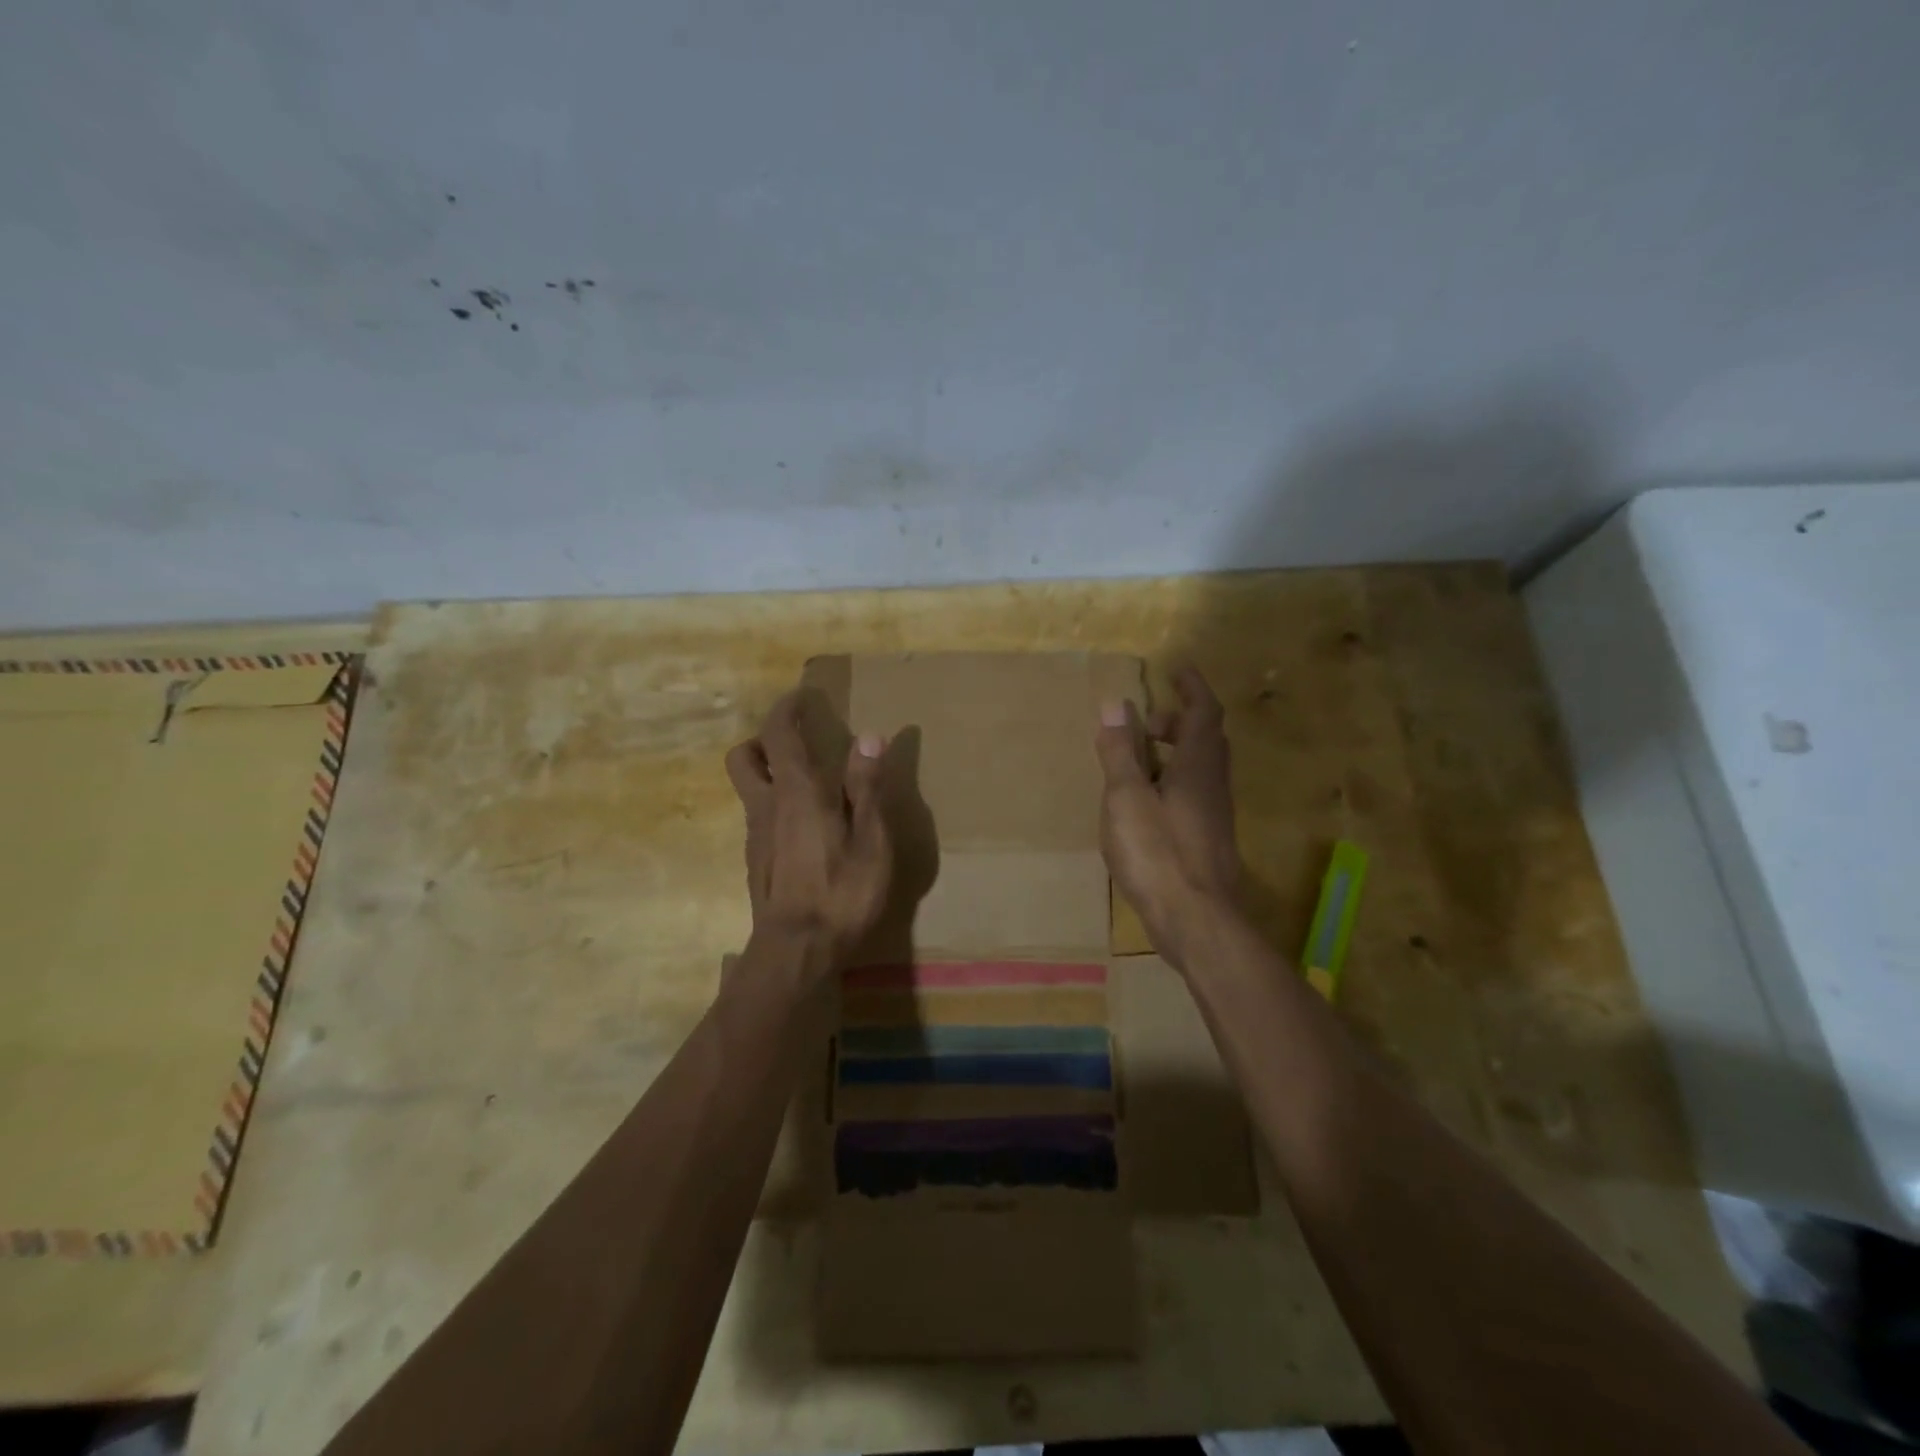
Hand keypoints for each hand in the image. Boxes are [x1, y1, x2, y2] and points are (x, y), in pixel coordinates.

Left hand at [726, 693, 891, 969]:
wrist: (797, 952)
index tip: (803, 696)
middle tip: (798, 744)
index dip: (787, 708)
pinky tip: (806, 829)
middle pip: (743, 756)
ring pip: (748, 788)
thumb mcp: (870, 839)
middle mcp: (766, 806)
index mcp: (797, 792)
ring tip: (807, 784)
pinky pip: (758, 817)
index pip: (778, 733)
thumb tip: (869, 735)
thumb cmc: (842, 892)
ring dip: (768, 772)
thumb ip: (866, 786)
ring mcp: (756, 836)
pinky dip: (775, 805)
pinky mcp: (756, 861)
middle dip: (764, 740)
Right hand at [1095, 666, 1242, 967]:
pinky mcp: (1208, 841)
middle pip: (1207, 740)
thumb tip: (1114, 704)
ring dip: (1177, 753)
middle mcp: (1214, 785)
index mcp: (1198, 767)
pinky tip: (1148, 804)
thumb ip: (1121, 752)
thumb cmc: (1158, 853)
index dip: (1193, 687)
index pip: (1204, 712)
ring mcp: (1215, 816)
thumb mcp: (1126, 798)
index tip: (1178, 668)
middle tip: (1149, 722)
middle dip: (1181, 721)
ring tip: (1141, 761)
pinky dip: (1174, 782)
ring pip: (1202, 769)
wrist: (1195, 920)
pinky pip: (1195, 794)